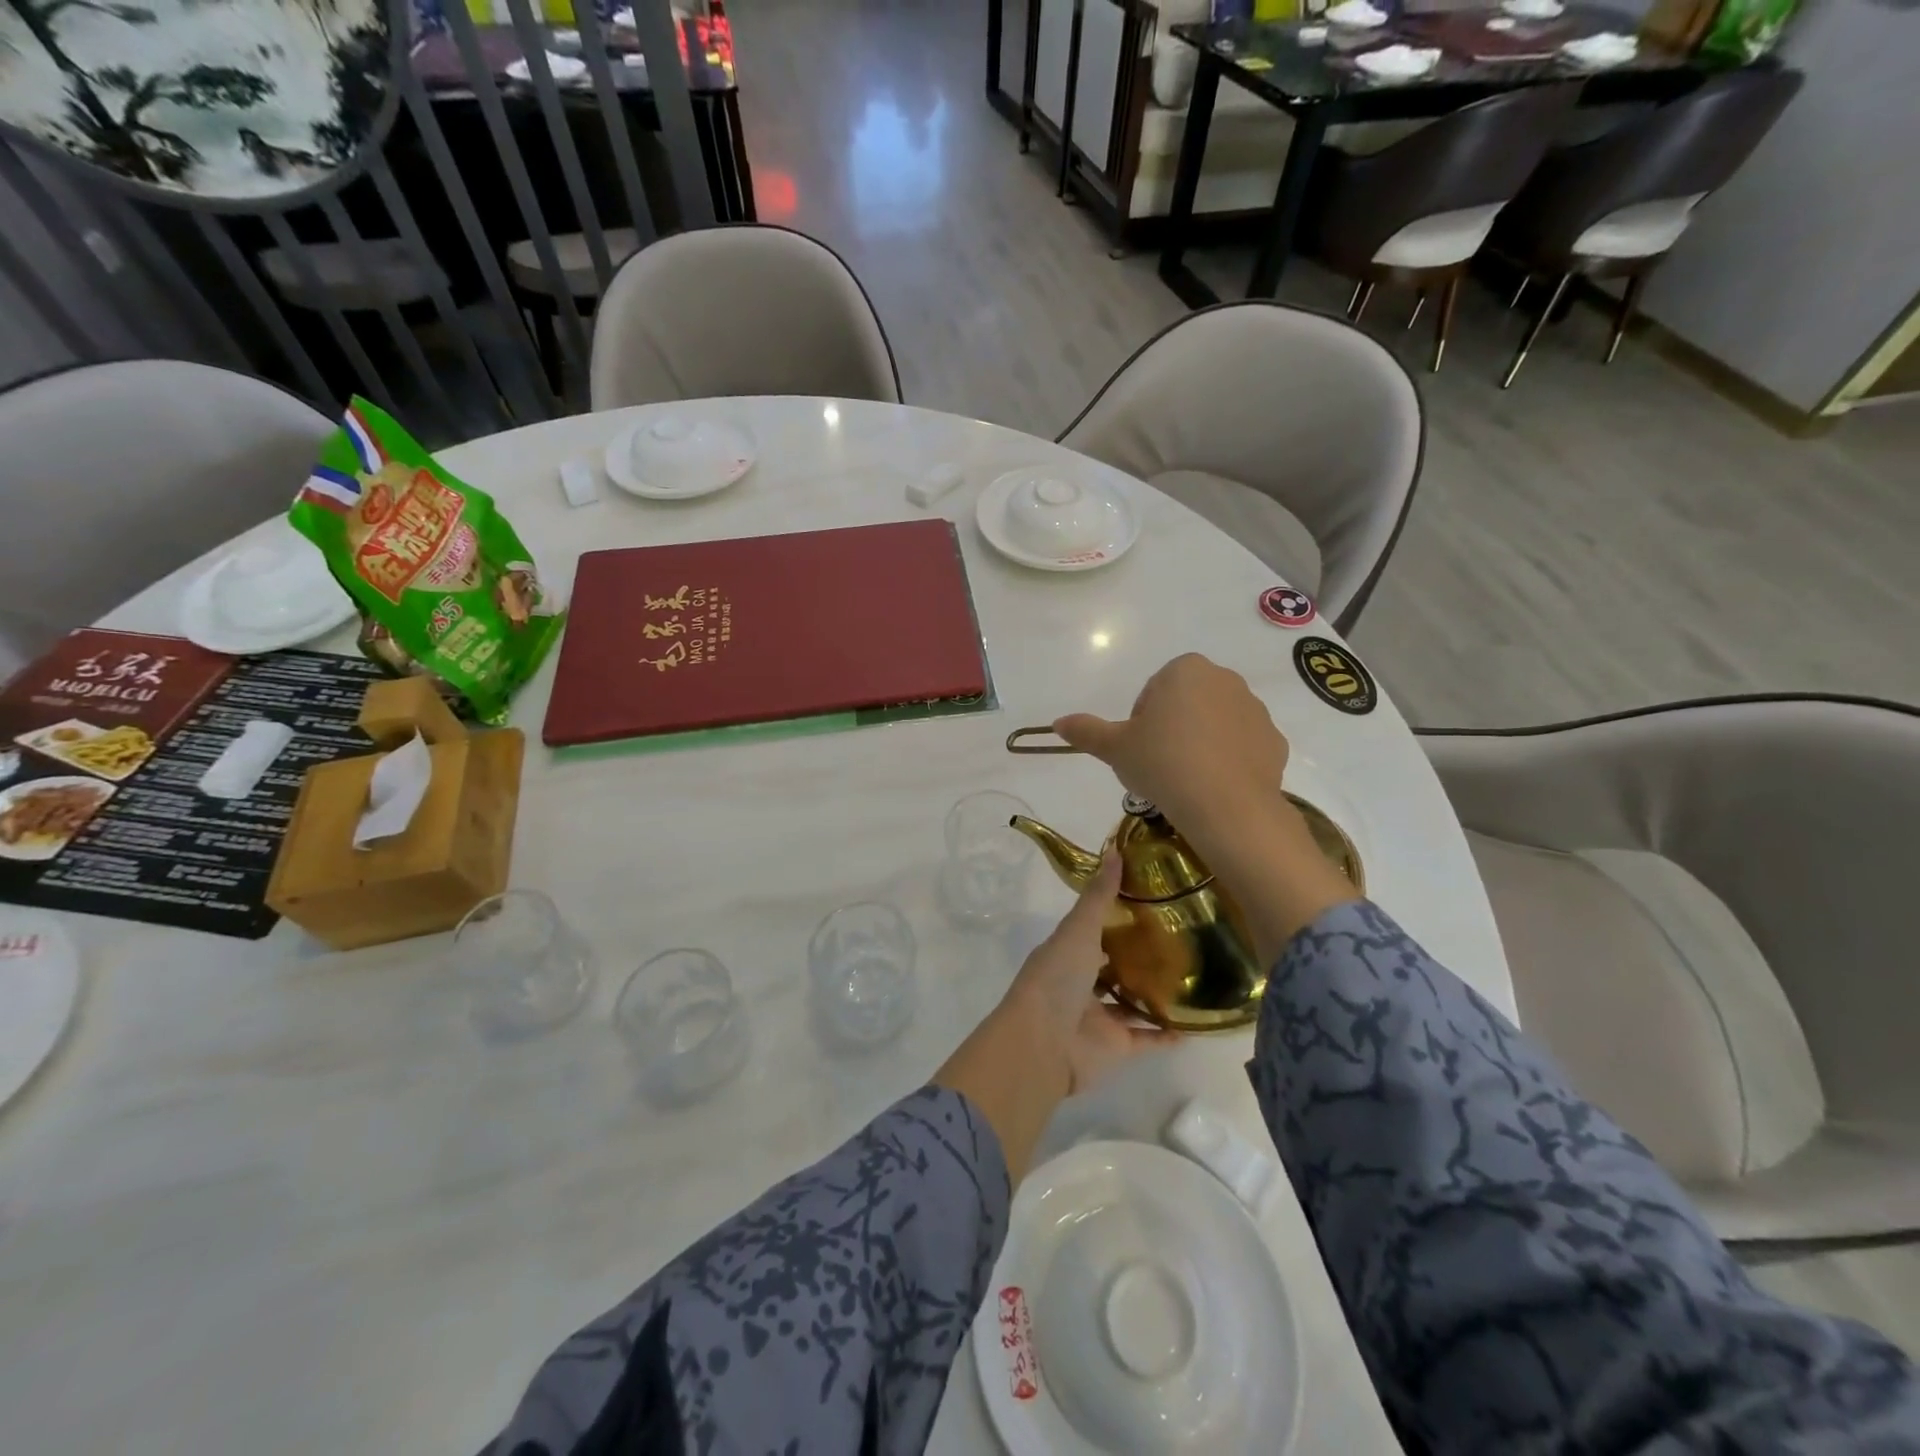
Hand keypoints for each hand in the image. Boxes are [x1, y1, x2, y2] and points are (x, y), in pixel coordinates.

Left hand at [934, 853, 1175, 1178]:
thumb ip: (1098, 896)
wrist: (1043, 1044)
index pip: (1094, 931)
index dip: (1118, 917)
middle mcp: (1082, 983)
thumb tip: (1116, 849)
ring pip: (1131, 1003)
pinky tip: (1195, 1022)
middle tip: (1182, 937)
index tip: (1152, 900)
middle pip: (1114, 967)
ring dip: (1155, 995)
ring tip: (1194, 976)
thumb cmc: (1056, 978)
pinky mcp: (1117, 1048)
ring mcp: (1099, 1017)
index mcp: (1067, 953)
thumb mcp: (1078, 929)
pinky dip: (1168, 1033)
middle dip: (1139, 956)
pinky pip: (1147, 1038)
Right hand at [1054, 653, 1288, 839]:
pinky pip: (1242, 746)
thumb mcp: (1115, 748)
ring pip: (1215, 723)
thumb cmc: (1163, 764)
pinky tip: (1213, 787)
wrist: (1227, 807)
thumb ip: (1086, 731)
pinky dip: (1228, 761)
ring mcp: (1255, 710)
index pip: (1153, 690)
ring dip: (1200, 743)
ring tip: (1186, 780)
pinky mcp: (1275, 741)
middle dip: (1172, 728)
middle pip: (1186, 702)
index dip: (1141, 721)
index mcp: (1185, 670)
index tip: (1139, 749)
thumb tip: (1057, 723)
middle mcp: (1225, 680)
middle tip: (1159, 765)